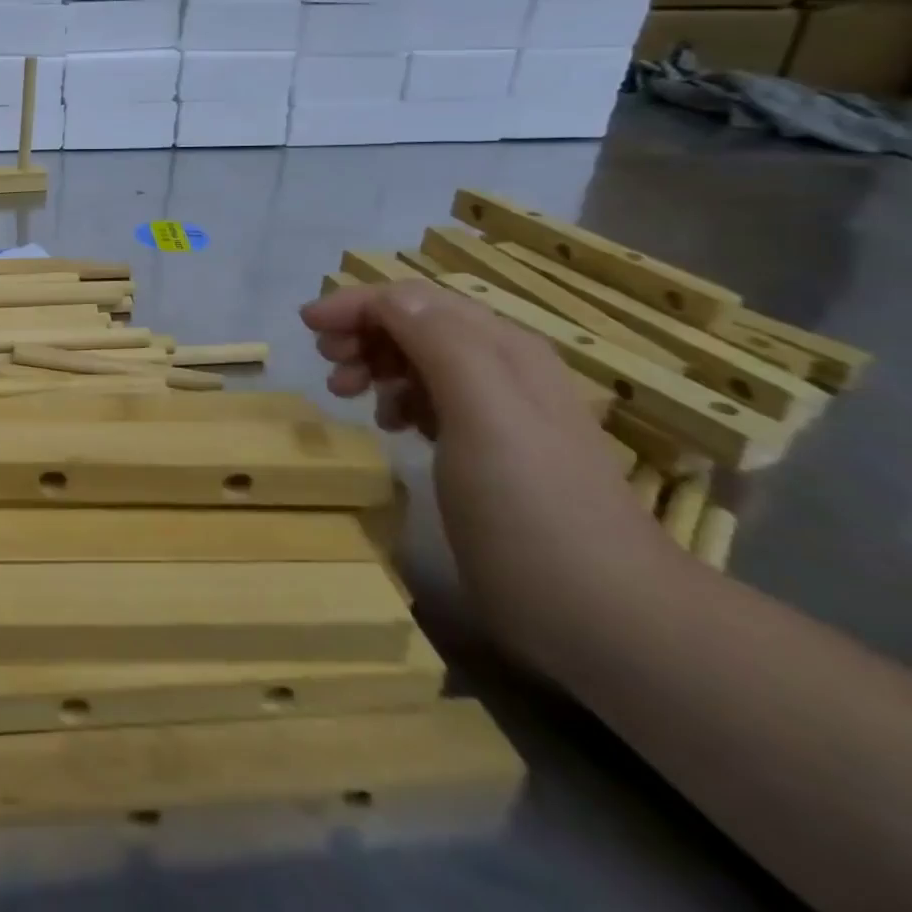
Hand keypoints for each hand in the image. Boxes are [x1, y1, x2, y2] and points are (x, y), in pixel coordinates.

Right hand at [301, 279, 671, 669]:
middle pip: (415, 323)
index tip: (307, 326)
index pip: (416, 300)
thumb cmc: (530, 507)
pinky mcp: (488, 452)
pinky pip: (430, 399)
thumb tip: (388, 297)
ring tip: (345, 394)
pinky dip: (397, 399)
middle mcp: (502, 369)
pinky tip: (390, 425)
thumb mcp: (485, 414)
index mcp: (503, 350)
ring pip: (418, 360)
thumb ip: (440, 344)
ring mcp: (498, 413)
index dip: (357, 303)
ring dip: (374, 364)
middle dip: (362, 332)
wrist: (604, 614)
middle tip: (328, 366)